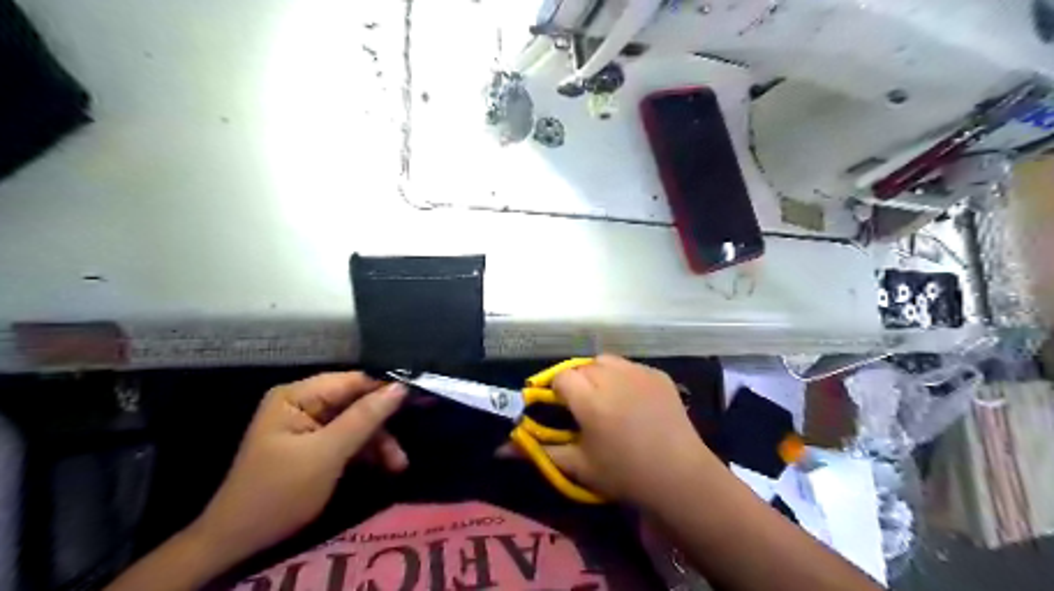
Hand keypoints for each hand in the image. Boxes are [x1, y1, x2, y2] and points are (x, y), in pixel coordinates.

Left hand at [188, 374, 404, 561]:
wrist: (239, 542)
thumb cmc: (280, 492)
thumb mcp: (327, 453)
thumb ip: (365, 417)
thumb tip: (401, 386)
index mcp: (298, 395)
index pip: (353, 381)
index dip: (385, 390)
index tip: (418, 402)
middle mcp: (304, 403)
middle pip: (357, 402)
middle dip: (382, 425)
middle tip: (405, 446)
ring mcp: (309, 424)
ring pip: (357, 422)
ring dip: (378, 442)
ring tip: (398, 465)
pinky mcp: (315, 445)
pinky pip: (349, 438)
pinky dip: (367, 452)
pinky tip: (384, 466)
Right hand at [537, 355, 715, 508]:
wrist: (680, 476)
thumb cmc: (623, 474)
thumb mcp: (578, 465)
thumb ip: (539, 450)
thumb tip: (500, 448)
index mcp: (589, 398)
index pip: (561, 377)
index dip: (557, 391)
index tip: (561, 409)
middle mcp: (612, 376)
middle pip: (582, 366)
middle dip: (577, 382)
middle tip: (583, 408)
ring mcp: (638, 372)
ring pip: (605, 361)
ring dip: (598, 374)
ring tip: (606, 399)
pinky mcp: (657, 374)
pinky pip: (630, 367)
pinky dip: (624, 377)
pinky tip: (632, 400)